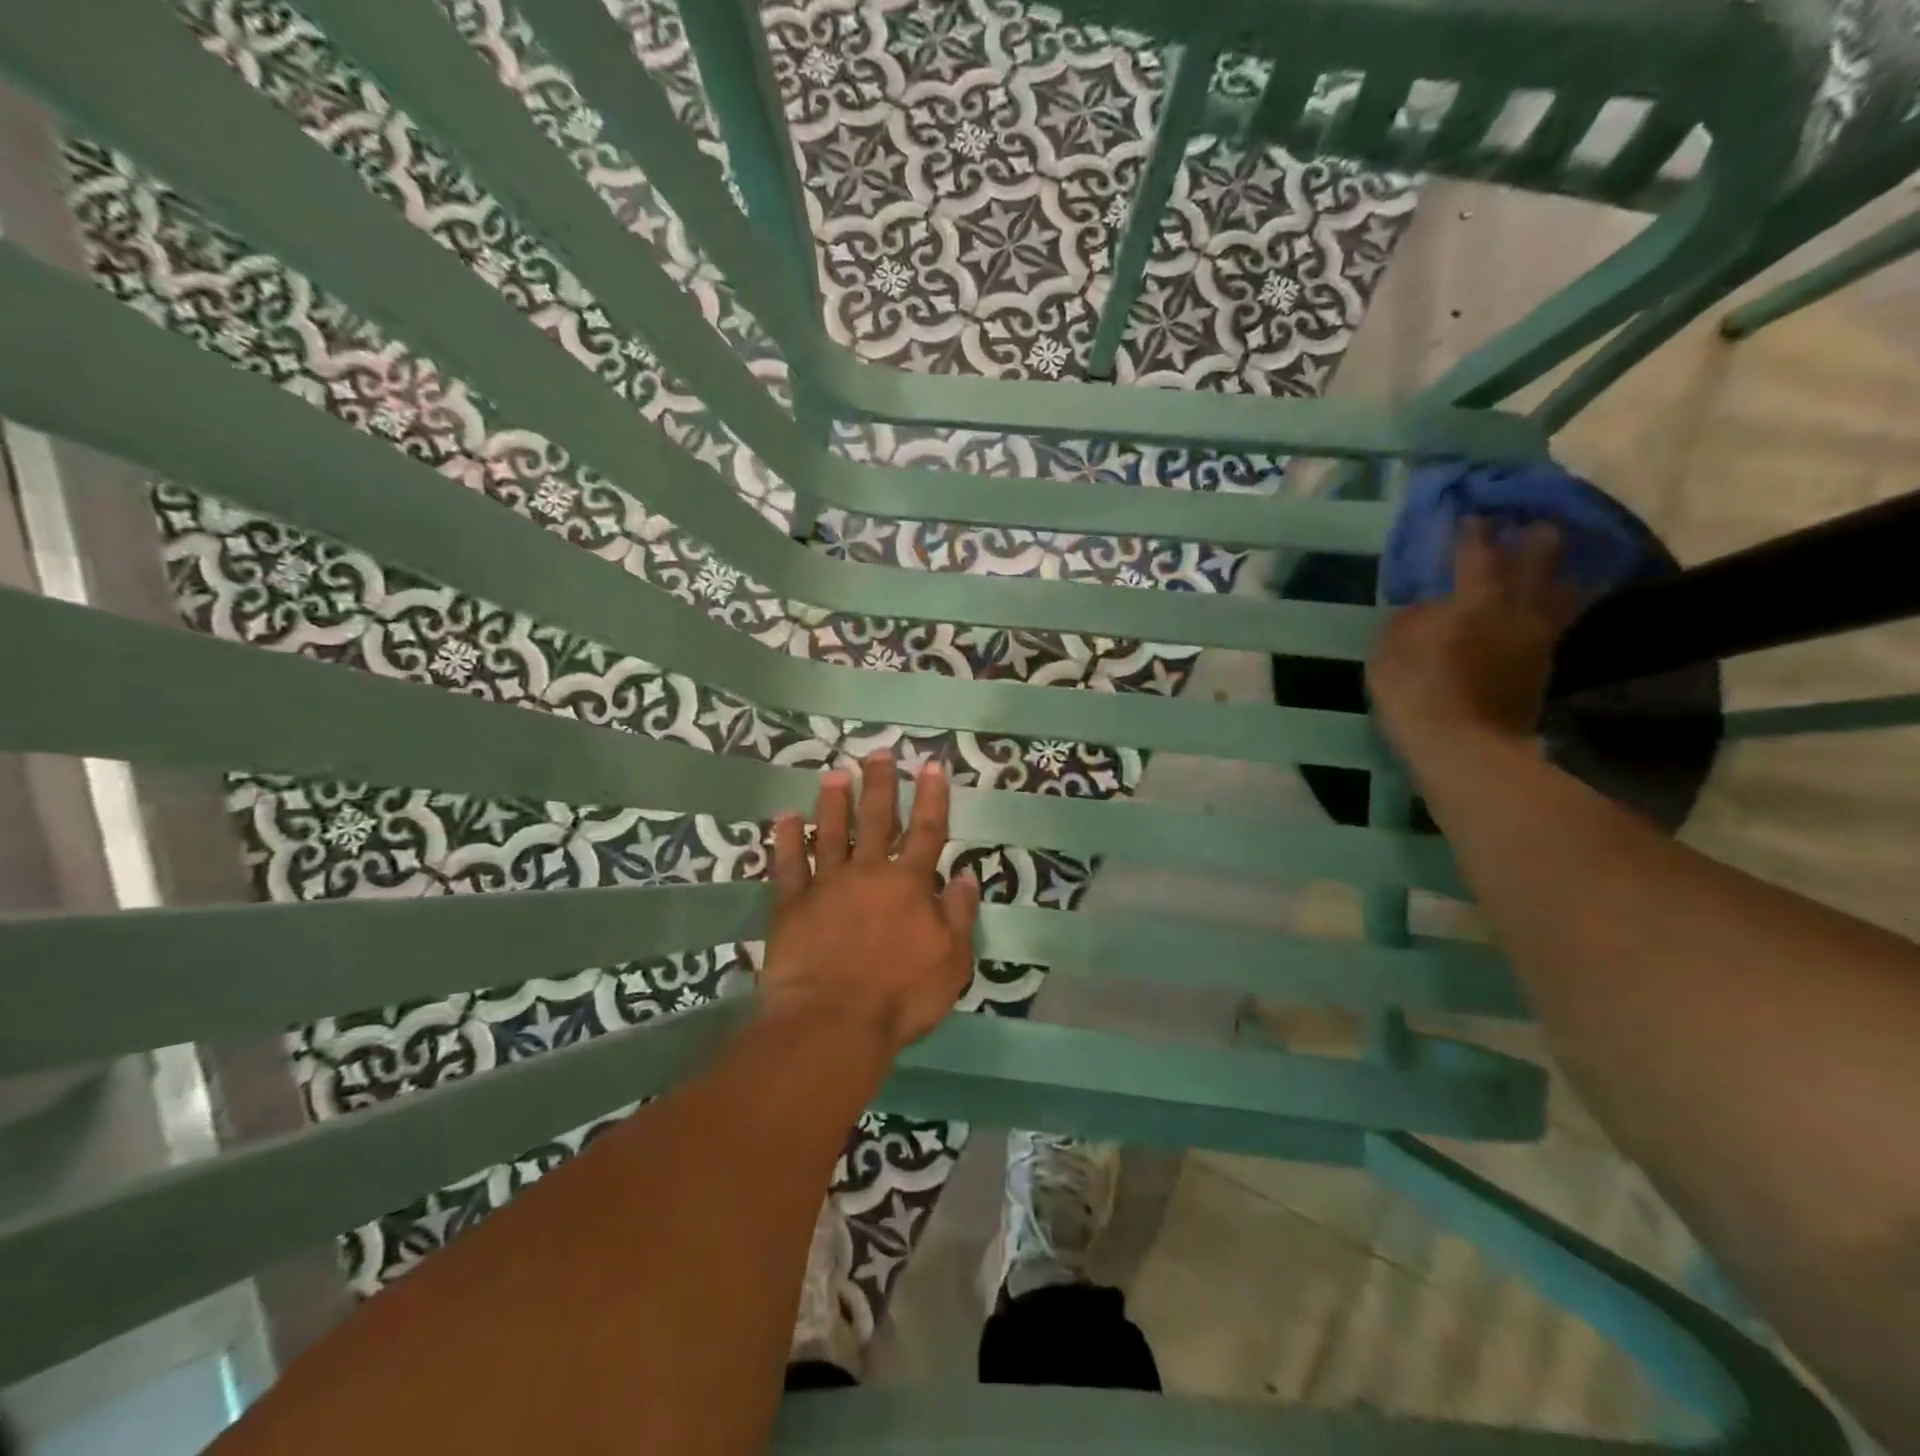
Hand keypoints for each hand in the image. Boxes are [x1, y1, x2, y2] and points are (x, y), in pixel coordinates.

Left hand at [764, 753, 979, 1055]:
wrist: (834, 1022)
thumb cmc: (901, 995)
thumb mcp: (951, 961)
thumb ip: (958, 915)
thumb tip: (965, 876)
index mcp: (910, 884)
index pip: (926, 831)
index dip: (931, 797)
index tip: (931, 765)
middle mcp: (869, 873)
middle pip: (876, 820)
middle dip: (880, 784)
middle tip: (877, 752)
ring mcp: (827, 885)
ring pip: (830, 833)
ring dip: (833, 802)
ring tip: (834, 774)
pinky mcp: (792, 905)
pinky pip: (788, 865)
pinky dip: (785, 840)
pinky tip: (784, 818)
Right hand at [1367, 518, 1583, 767]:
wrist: (1463, 748)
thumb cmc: (1415, 692)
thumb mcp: (1389, 650)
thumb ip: (1409, 619)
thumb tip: (1429, 607)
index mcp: (1476, 600)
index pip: (1477, 552)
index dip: (1473, 531)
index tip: (1471, 514)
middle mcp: (1518, 610)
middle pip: (1541, 560)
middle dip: (1535, 536)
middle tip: (1528, 524)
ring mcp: (1538, 640)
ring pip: (1562, 592)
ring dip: (1560, 573)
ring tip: (1553, 564)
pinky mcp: (1543, 669)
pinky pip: (1554, 626)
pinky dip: (1554, 610)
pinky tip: (1543, 609)